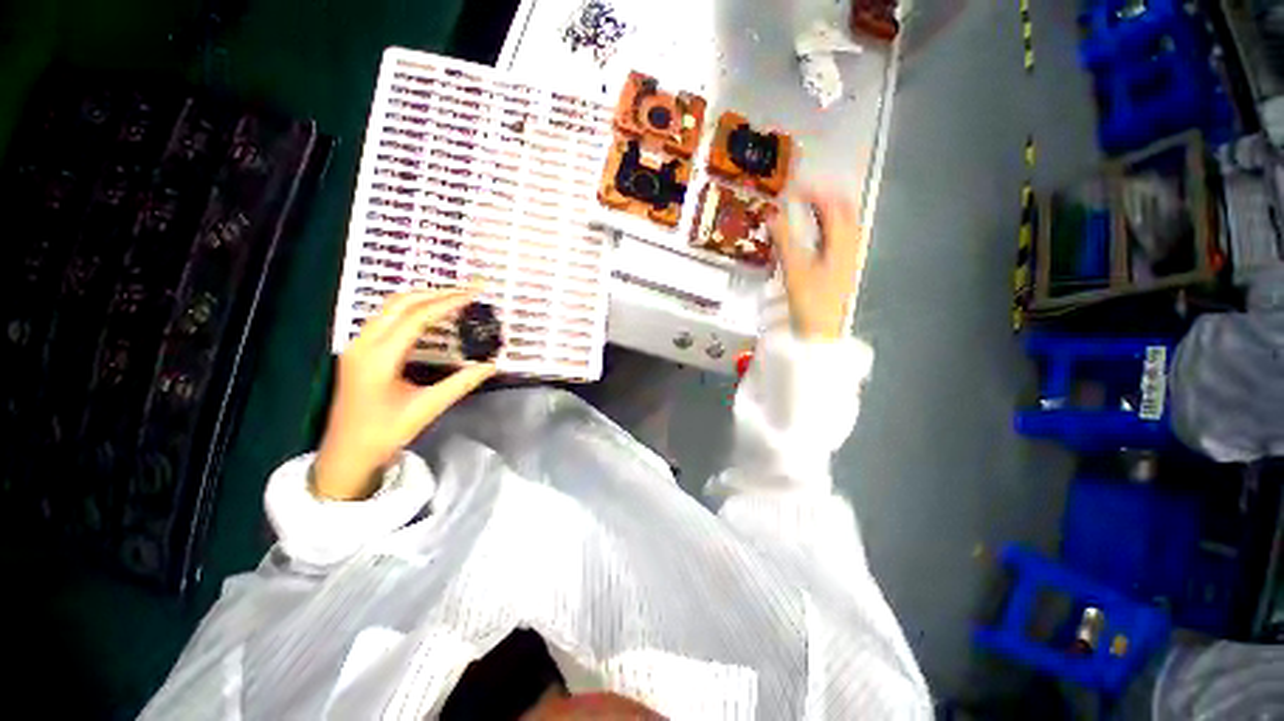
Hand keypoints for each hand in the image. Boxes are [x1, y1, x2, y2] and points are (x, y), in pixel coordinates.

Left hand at [314, 289, 497, 499]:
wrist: (347, 453)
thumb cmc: (385, 433)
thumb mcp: (427, 409)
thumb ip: (460, 384)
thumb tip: (491, 365)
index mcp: (379, 358)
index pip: (416, 317)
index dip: (448, 303)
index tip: (474, 295)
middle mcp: (364, 344)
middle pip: (401, 303)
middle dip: (437, 292)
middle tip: (469, 290)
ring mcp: (358, 345)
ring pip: (391, 307)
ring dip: (423, 297)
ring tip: (454, 296)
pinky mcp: (359, 350)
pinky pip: (386, 317)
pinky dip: (411, 308)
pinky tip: (430, 314)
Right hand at [770, 188, 867, 340]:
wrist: (822, 332)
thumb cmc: (810, 301)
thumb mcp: (794, 269)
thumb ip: (784, 240)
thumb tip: (772, 215)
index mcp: (841, 243)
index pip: (832, 206)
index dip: (814, 192)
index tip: (793, 188)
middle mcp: (850, 245)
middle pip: (844, 211)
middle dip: (825, 197)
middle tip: (802, 195)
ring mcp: (848, 257)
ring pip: (843, 224)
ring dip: (826, 212)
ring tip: (806, 208)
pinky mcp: (842, 268)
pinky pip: (838, 238)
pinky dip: (826, 228)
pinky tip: (813, 233)